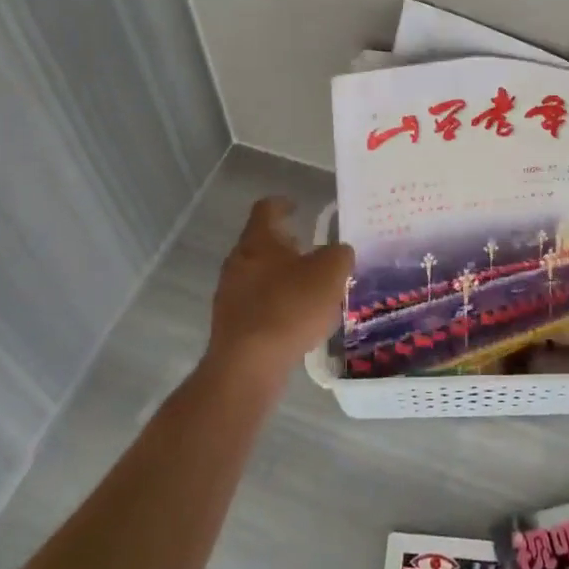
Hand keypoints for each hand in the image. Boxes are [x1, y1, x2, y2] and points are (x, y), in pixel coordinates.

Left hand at [206, 197, 354, 387]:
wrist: (248, 365)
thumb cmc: (290, 307)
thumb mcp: (330, 274)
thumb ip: (339, 255)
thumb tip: (338, 252)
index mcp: (258, 240)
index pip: (266, 209)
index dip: (283, 203)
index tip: (297, 206)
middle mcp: (238, 261)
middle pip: (261, 243)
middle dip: (286, 246)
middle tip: (311, 251)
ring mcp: (229, 294)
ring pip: (258, 275)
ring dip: (281, 277)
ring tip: (308, 289)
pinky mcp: (230, 324)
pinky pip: (256, 304)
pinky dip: (275, 304)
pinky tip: (295, 321)